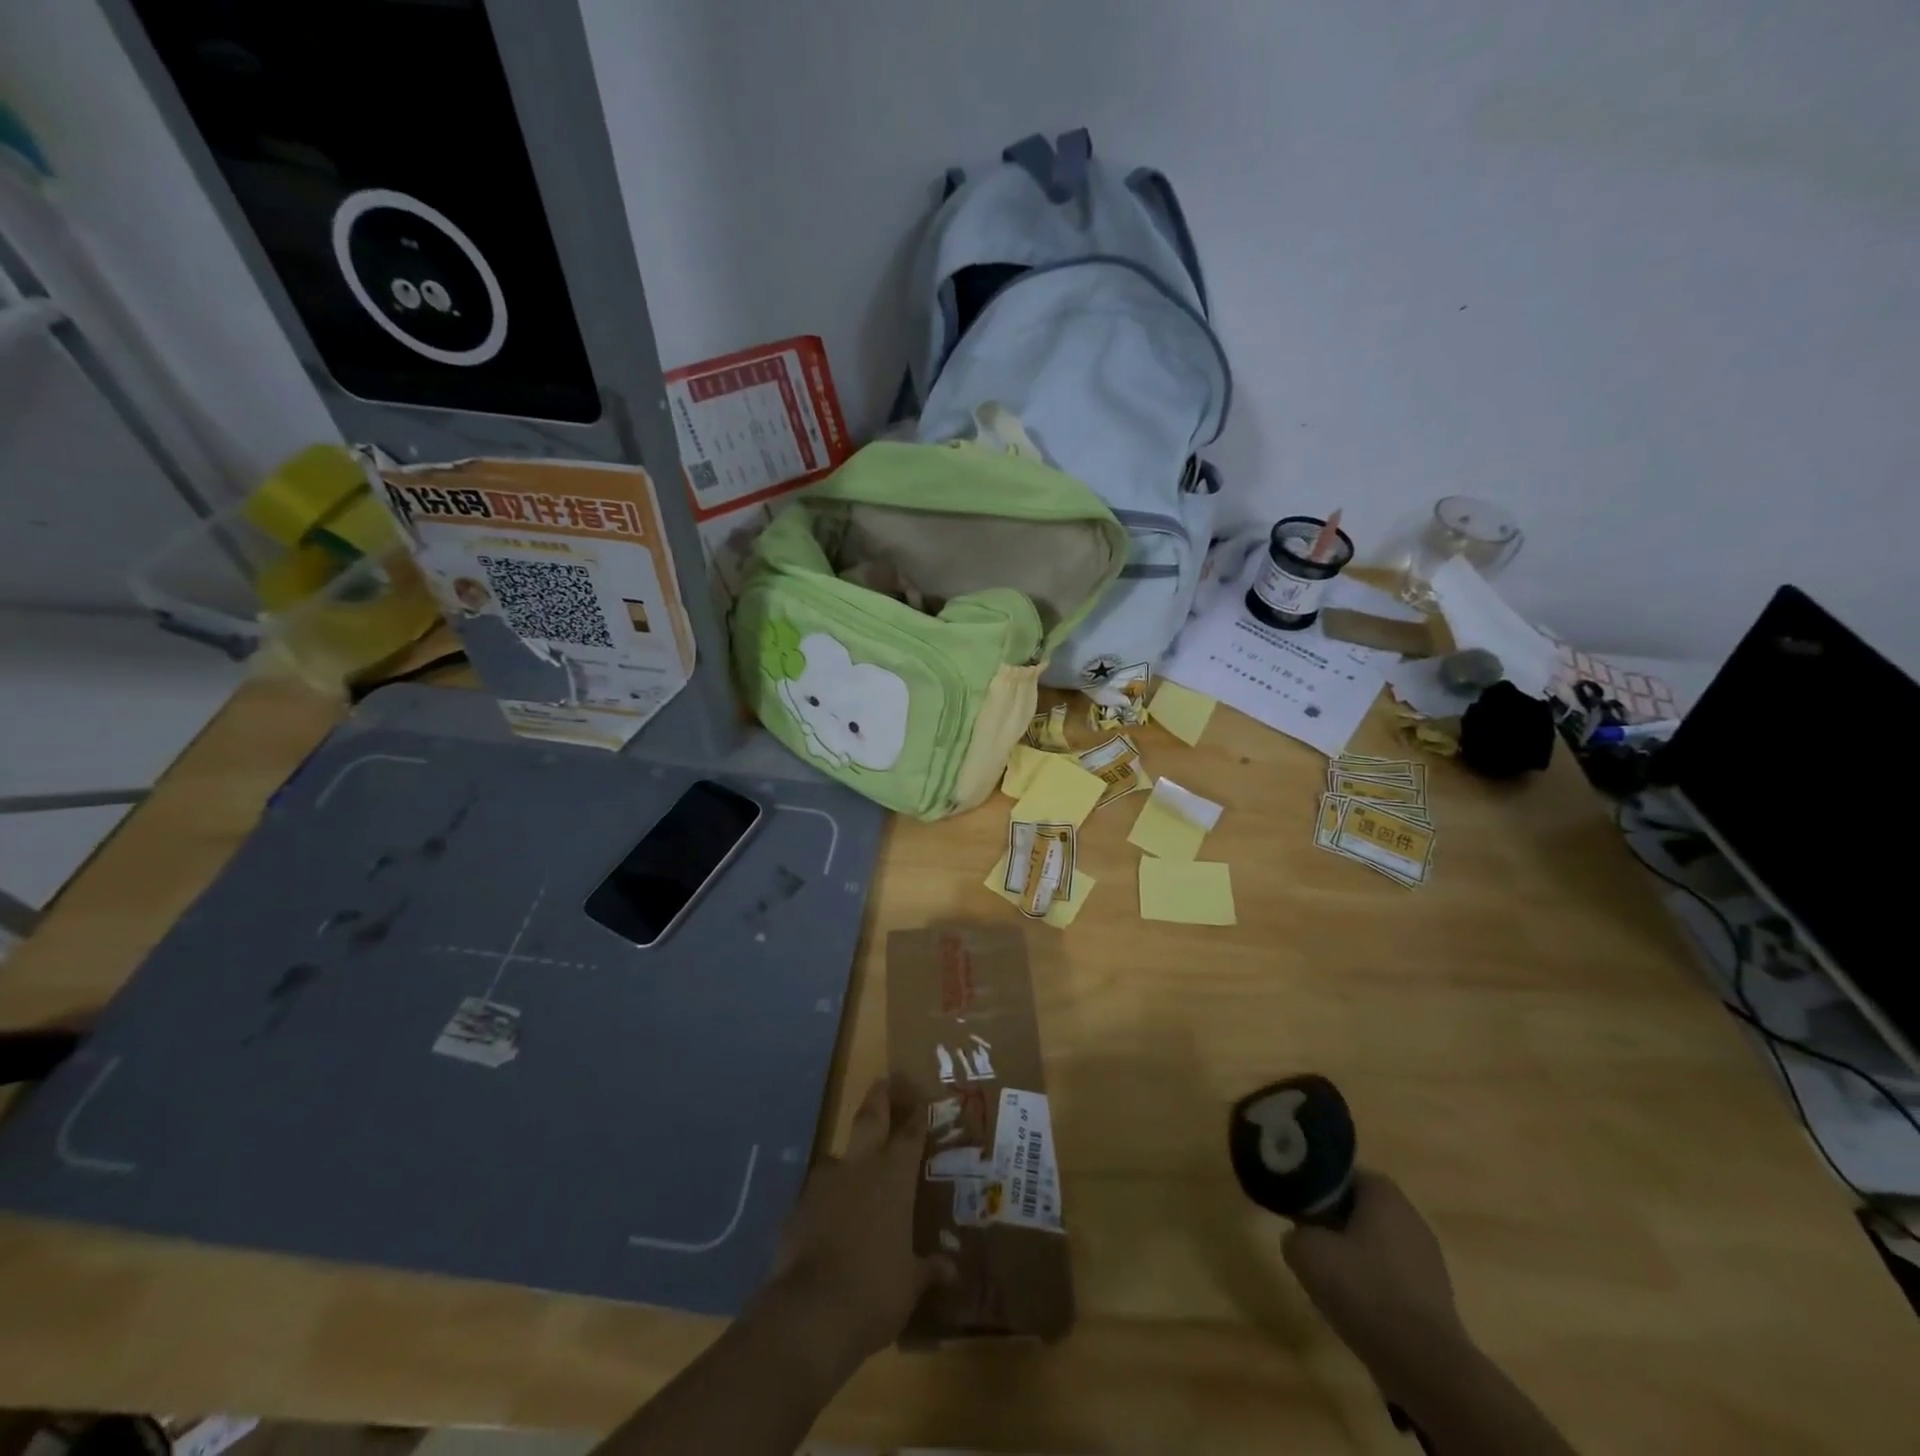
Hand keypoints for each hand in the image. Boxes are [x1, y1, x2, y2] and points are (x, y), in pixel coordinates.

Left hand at [760, 1076, 951, 1375]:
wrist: (809, 1314)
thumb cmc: (875, 1291)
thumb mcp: (911, 1285)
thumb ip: (929, 1270)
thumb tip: (952, 1270)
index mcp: (894, 1178)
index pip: (909, 1136)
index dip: (916, 1117)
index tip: (920, 1100)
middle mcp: (860, 1168)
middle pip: (870, 1119)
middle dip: (879, 1099)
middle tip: (884, 1081)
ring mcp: (824, 1184)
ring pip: (839, 1156)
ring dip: (849, 1157)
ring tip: (856, 1167)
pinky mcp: (797, 1208)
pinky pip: (818, 1193)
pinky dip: (827, 1199)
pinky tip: (830, 1217)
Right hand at [1282, 1171, 1466, 1374]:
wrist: (1425, 1365)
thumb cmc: (1363, 1289)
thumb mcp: (1305, 1252)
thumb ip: (1294, 1233)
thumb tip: (1301, 1238)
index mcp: (1383, 1193)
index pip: (1342, 1173)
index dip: (1316, 1186)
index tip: (1296, 1204)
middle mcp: (1411, 1217)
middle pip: (1361, 1207)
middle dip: (1334, 1219)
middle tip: (1307, 1237)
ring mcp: (1429, 1259)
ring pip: (1377, 1243)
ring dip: (1354, 1253)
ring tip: (1329, 1275)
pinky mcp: (1436, 1298)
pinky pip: (1393, 1276)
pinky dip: (1373, 1283)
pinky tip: (1356, 1304)